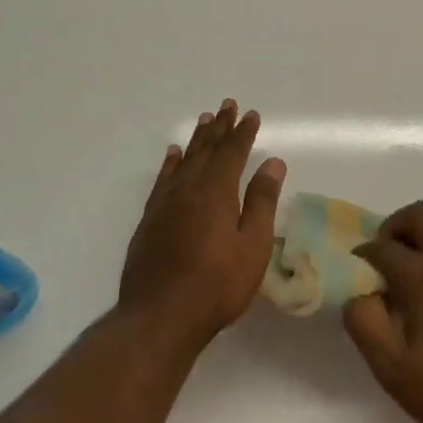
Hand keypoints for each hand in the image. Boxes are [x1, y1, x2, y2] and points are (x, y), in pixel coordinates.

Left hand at [119, 99, 284, 350]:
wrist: (159, 317)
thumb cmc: (216, 285)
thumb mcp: (252, 247)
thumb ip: (261, 202)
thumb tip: (273, 163)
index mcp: (216, 192)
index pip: (233, 153)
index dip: (243, 133)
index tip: (251, 114)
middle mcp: (188, 189)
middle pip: (207, 150)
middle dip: (220, 128)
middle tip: (227, 105)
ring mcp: (165, 204)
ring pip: (184, 161)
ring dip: (197, 140)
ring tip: (204, 120)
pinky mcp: (150, 220)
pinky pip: (162, 180)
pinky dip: (170, 164)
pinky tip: (172, 155)